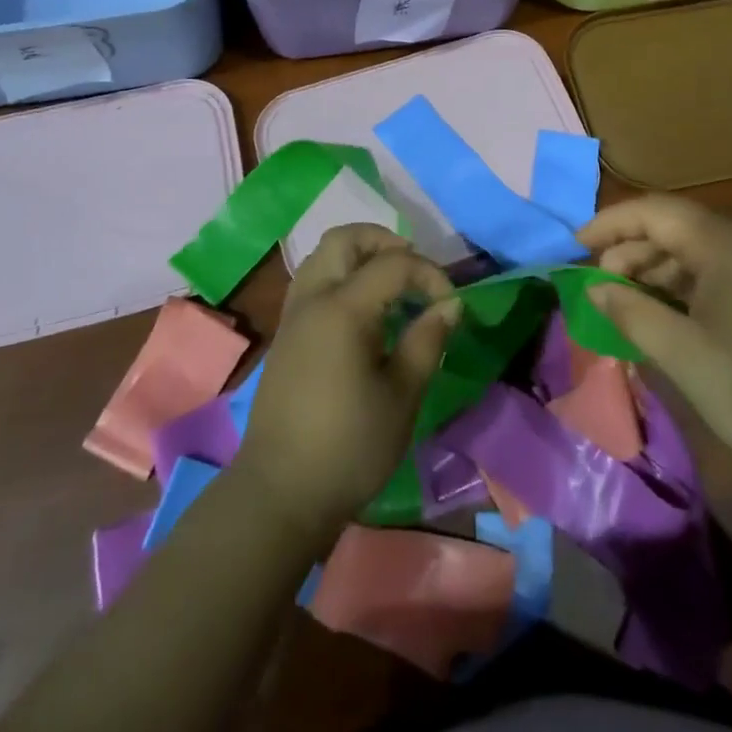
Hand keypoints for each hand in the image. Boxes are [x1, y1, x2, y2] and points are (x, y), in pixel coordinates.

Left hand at [230, 225, 461, 543]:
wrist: (280, 494)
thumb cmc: (349, 447)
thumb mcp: (402, 396)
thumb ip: (427, 341)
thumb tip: (450, 305)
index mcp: (343, 308)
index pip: (393, 263)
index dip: (429, 274)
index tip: (451, 304)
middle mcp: (313, 298)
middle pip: (345, 238)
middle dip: (385, 242)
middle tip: (414, 270)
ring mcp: (293, 315)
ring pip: (323, 255)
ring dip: (359, 255)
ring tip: (390, 286)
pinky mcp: (286, 334)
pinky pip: (313, 280)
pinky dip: (341, 275)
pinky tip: (363, 311)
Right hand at [582, 195, 731, 496]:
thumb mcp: (686, 357)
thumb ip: (632, 313)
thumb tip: (594, 287)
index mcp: (728, 242)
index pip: (654, 211)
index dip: (609, 223)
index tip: (574, 245)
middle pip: (679, 227)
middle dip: (634, 251)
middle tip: (602, 286)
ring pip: (704, 248)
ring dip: (664, 269)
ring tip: (634, 302)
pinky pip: (730, 266)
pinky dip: (695, 282)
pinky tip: (679, 313)